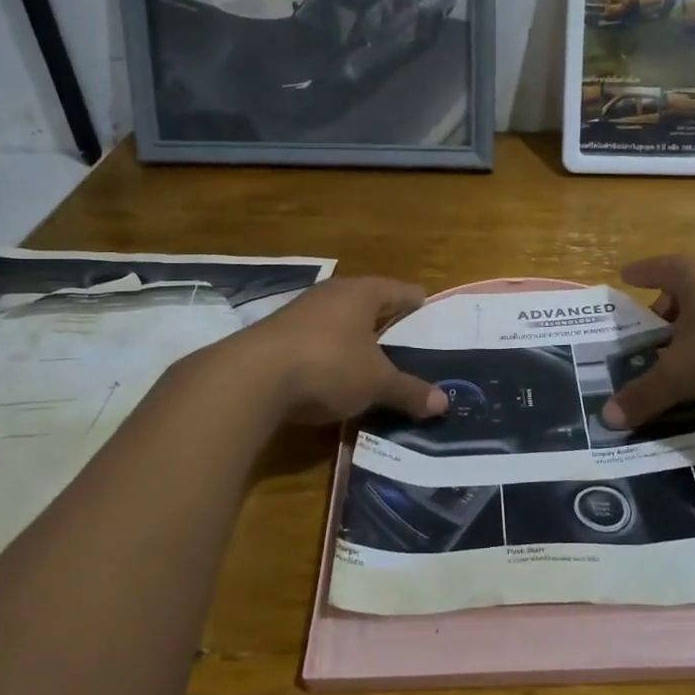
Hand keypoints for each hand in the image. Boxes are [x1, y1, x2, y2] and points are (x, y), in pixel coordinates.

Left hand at [231, 276, 447, 424]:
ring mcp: (298, 312)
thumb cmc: (328, 365)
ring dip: (353, 337)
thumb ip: (409, 391)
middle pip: (366, 301)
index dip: (416, 302)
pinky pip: (314, 339)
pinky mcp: (275, 335)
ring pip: (337, 320)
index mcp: (361, 293)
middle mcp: (330, 294)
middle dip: (384, 319)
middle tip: (405, 338)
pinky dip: (328, 352)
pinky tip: (332, 373)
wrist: (250, 378)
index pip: (398, 290)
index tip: (428, 310)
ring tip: (371, 358)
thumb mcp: (376, 383)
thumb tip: (444, 403)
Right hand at [601, 256, 694, 428]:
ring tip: (688, 354)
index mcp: (694, 275)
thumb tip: (607, 418)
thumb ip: (645, 394)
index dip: (640, 273)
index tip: (625, 275)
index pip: (657, 267)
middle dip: (668, 308)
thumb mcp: (682, 374)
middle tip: (653, 331)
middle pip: (689, 286)